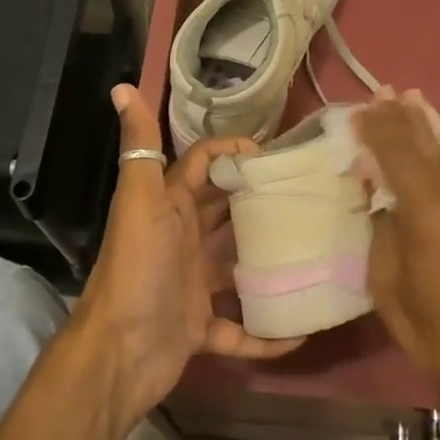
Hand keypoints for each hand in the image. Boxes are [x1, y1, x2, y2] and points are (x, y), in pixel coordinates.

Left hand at [69, 85, 304, 427]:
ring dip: (269, 264)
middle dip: (261, 202)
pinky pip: (241, 329)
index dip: (234, 152)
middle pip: (225, 213)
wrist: (120, 352)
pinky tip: (304, 329)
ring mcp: (192, 287)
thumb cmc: (139, 268)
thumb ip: (139, 147)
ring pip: (237, 270)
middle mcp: (182, 241)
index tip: (280, 154)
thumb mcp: (141, 201)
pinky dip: (267, 333)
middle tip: (312, 196)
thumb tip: (122, 87)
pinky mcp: (201, 329)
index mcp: (169, 206)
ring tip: (319, 251)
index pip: (203, 165)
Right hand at [356, 95, 439, 415]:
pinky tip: (438, 157)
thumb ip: (385, 235)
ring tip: (414, 103)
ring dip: (430, 133)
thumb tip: (384, 203)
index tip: (360, 111)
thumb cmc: (438, 338)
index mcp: (432, 214)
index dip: (378, 129)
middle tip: (387, 91)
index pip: (399, 154)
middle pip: (430, 146)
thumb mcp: (390, 289)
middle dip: (405, 118)